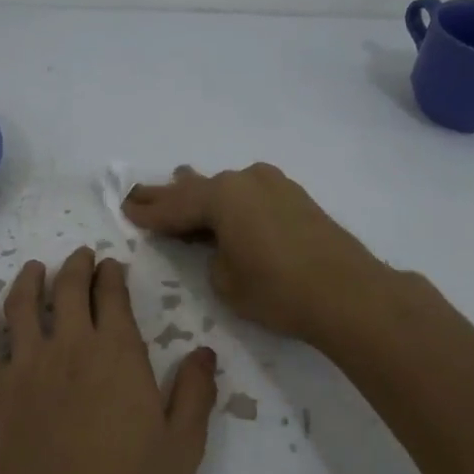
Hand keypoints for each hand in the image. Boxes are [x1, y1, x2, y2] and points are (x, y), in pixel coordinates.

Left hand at [0, 247, 218, 473]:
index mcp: (118, 354)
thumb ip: (196, 394)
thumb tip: (204, 352)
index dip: (112, 275)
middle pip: (69, 288)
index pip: (113, 296)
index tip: (112, 265)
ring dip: (29, 280)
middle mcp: (69, 346)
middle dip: (76, 266)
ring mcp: (23, 365)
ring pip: (21, 304)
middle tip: (80, 257)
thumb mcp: (182, 448)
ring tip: (35, 269)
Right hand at [122, 164, 385, 343]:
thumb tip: (222, 246)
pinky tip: (225, 203)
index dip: (149, 213)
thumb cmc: (277, 290)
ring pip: (226, 188)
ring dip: (202, 193)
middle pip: (197, 189)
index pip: (175, 207)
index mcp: (222, 197)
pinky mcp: (296, 198)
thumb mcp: (226, 282)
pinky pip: (249, 194)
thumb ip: (212, 257)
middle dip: (168, 195)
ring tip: (179, 185)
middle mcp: (246, 180)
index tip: (125, 209)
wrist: (348, 293)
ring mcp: (275, 185)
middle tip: (139, 192)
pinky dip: (231, 201)